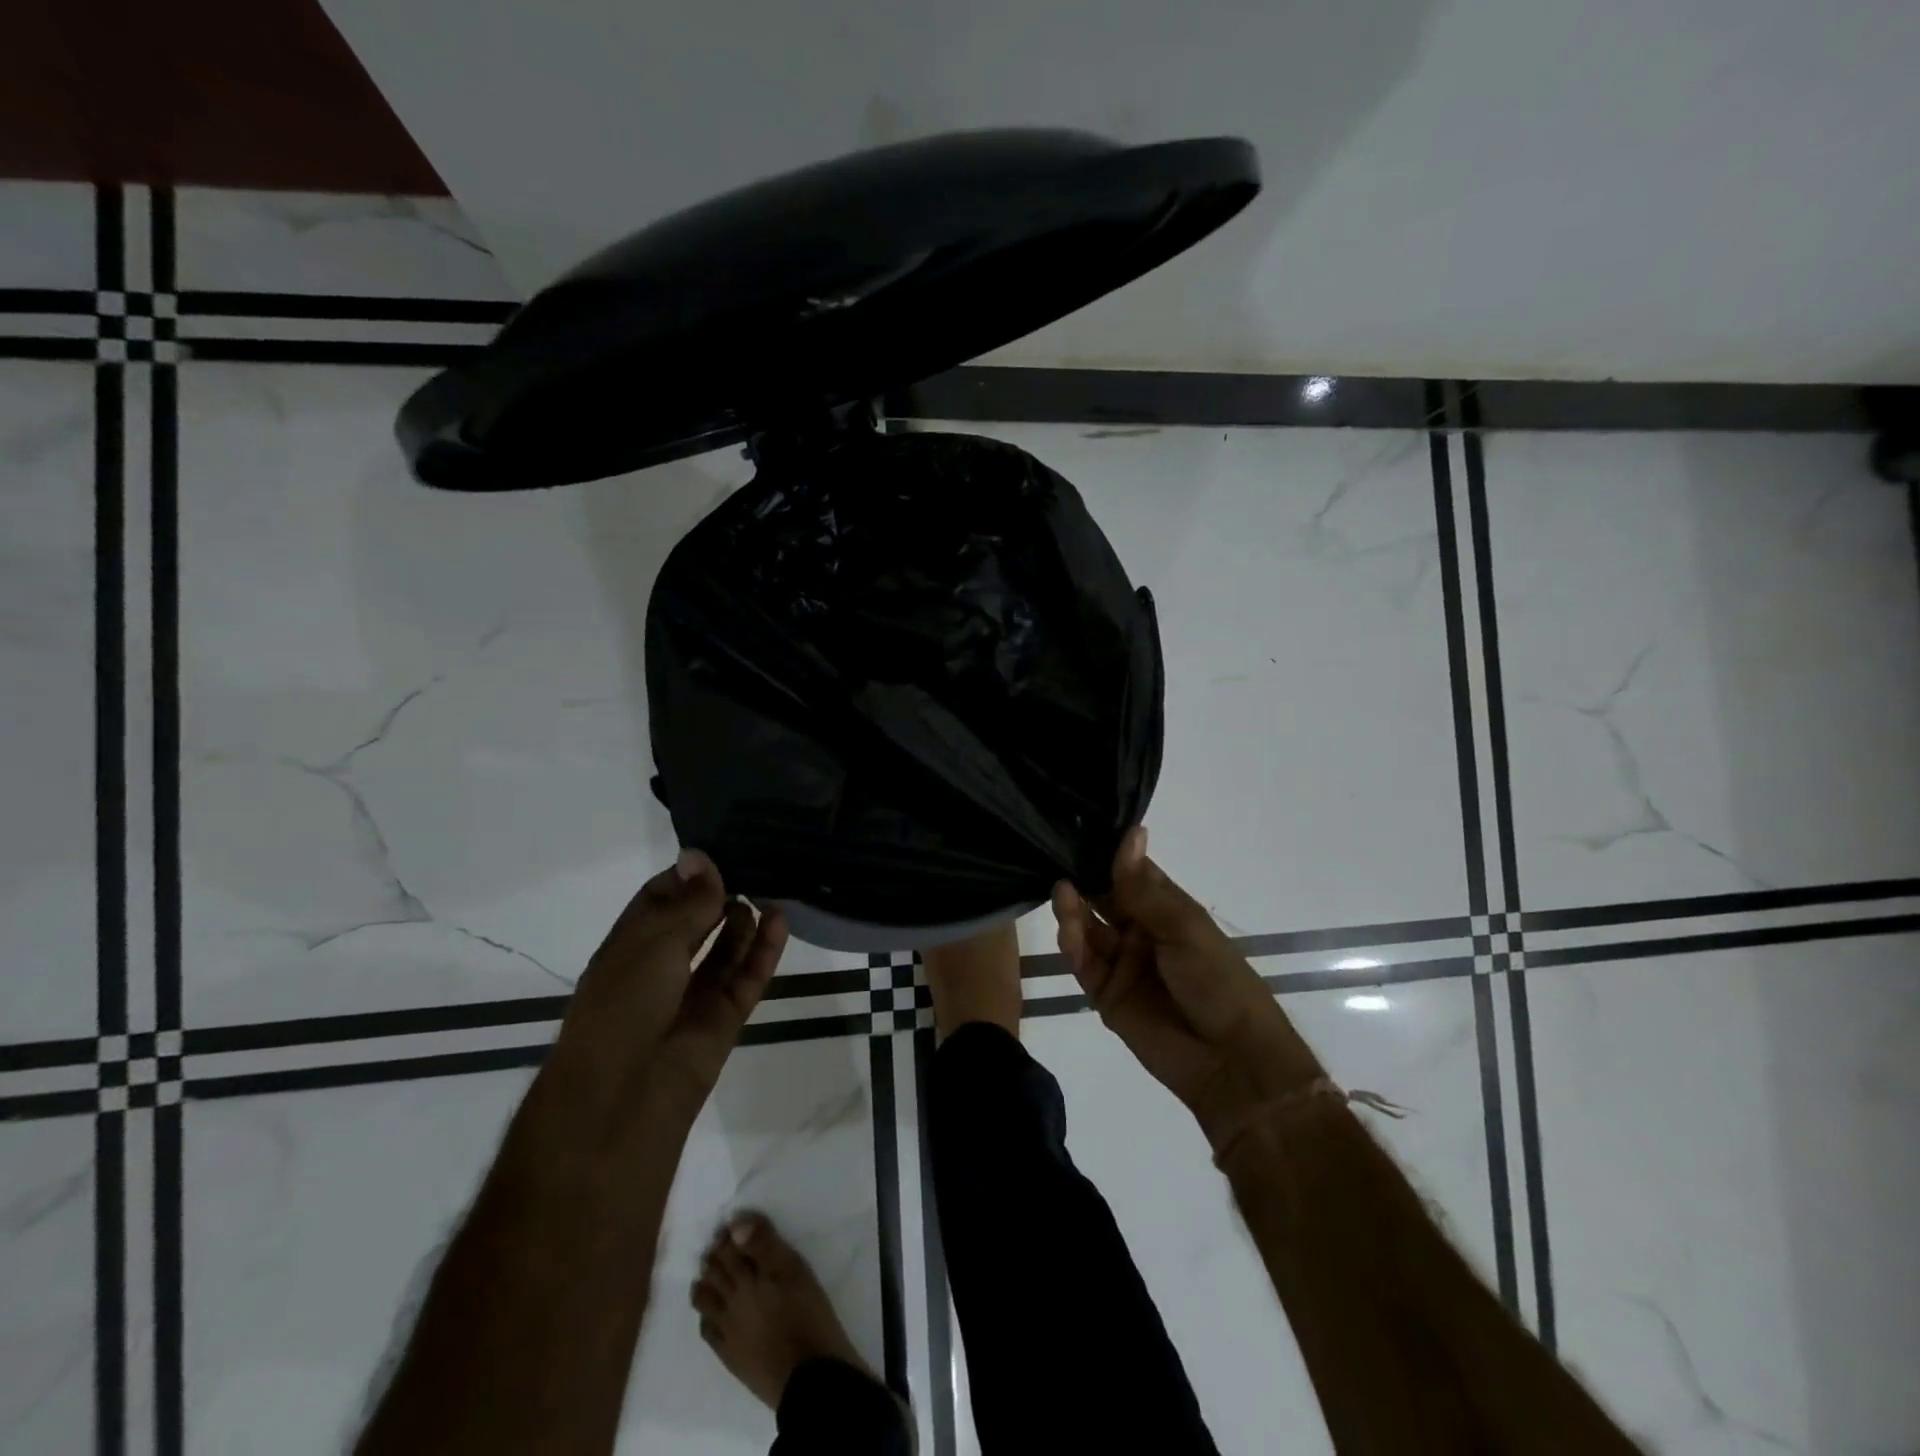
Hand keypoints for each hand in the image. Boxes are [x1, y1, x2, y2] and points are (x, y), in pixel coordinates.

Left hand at [556, 849, 788, 1126]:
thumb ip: (689, 902)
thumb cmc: (624, 1006)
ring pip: (725, 950)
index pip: (659, 899)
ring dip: (744, 921)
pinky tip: (780, 922)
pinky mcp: (723, 1018)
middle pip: (696, 923)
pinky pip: (747, 977)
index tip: (719, 853)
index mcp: (629, 946)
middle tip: (755, 865)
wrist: (623, 1097)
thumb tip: (699, 855)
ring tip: (769, 891)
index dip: (687, 876)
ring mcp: (693, 995)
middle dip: (720, 896)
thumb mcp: (654, 942)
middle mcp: (660, 968)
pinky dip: (764, 951)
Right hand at [1053, 828, 1321, 1148]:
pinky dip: (1074, 948)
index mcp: (1166, 910)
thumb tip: (1131, 831)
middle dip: (1083, 882)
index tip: (1077, 830)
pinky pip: (1083, 965)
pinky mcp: (1106, 995)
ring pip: (1088, 930)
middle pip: (1102, 900)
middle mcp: (1141, 932)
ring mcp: (1122, 964)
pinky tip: (1070, 933)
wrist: (1231, 1060)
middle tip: (1059, 862)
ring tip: (1063, 894)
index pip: (1130, 874)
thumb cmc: (1217, 980)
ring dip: (1074, 912)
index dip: (1107, 855)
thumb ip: (1144, 887)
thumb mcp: (1184, 927)